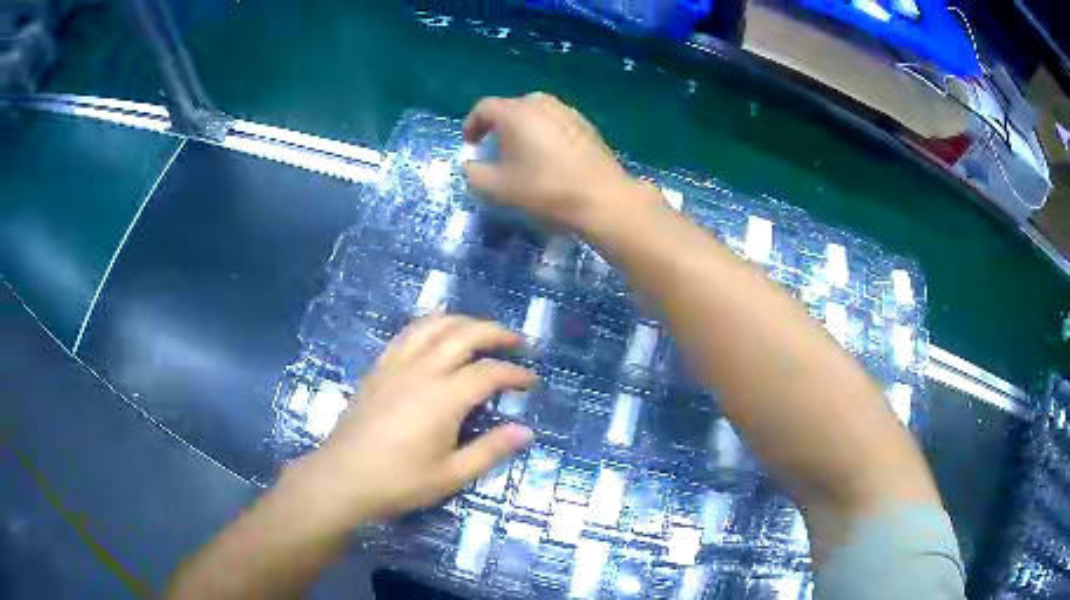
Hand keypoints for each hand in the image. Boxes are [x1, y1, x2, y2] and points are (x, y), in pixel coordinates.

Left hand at [289, 315, 536, 524]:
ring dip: (463, 321)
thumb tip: (526, 431)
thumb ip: (490, 450)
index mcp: (443, 398)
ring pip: (434, 325)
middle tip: (517, 341)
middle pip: (464, 334)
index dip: (515, 373)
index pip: (489, 372)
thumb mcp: (451, 475)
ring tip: (480, 331)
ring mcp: (396, 364)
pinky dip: (430, 325)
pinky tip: (436, 335)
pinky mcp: (378, 368)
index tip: (531, 382)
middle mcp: (421, 370)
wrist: (342, 478)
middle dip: (496, 332)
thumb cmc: (399, 481)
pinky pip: (407, 333)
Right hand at [462, 92, 642, 230]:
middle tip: (495, 149)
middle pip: (510, 107)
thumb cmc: (545, 189)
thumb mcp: (498, 187)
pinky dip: (543, 132)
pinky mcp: (585, 124)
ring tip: (522, 153)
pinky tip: (548, 156)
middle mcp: (541, 103)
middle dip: (498, 126)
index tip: (470, 144)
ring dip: (522, 128)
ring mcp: (567, 111)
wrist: (602, 197)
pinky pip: (554, 121)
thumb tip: (469, 164)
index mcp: (516, 112)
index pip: (484, 108)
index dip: (472, 125)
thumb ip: (474, 173)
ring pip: (535, 113)